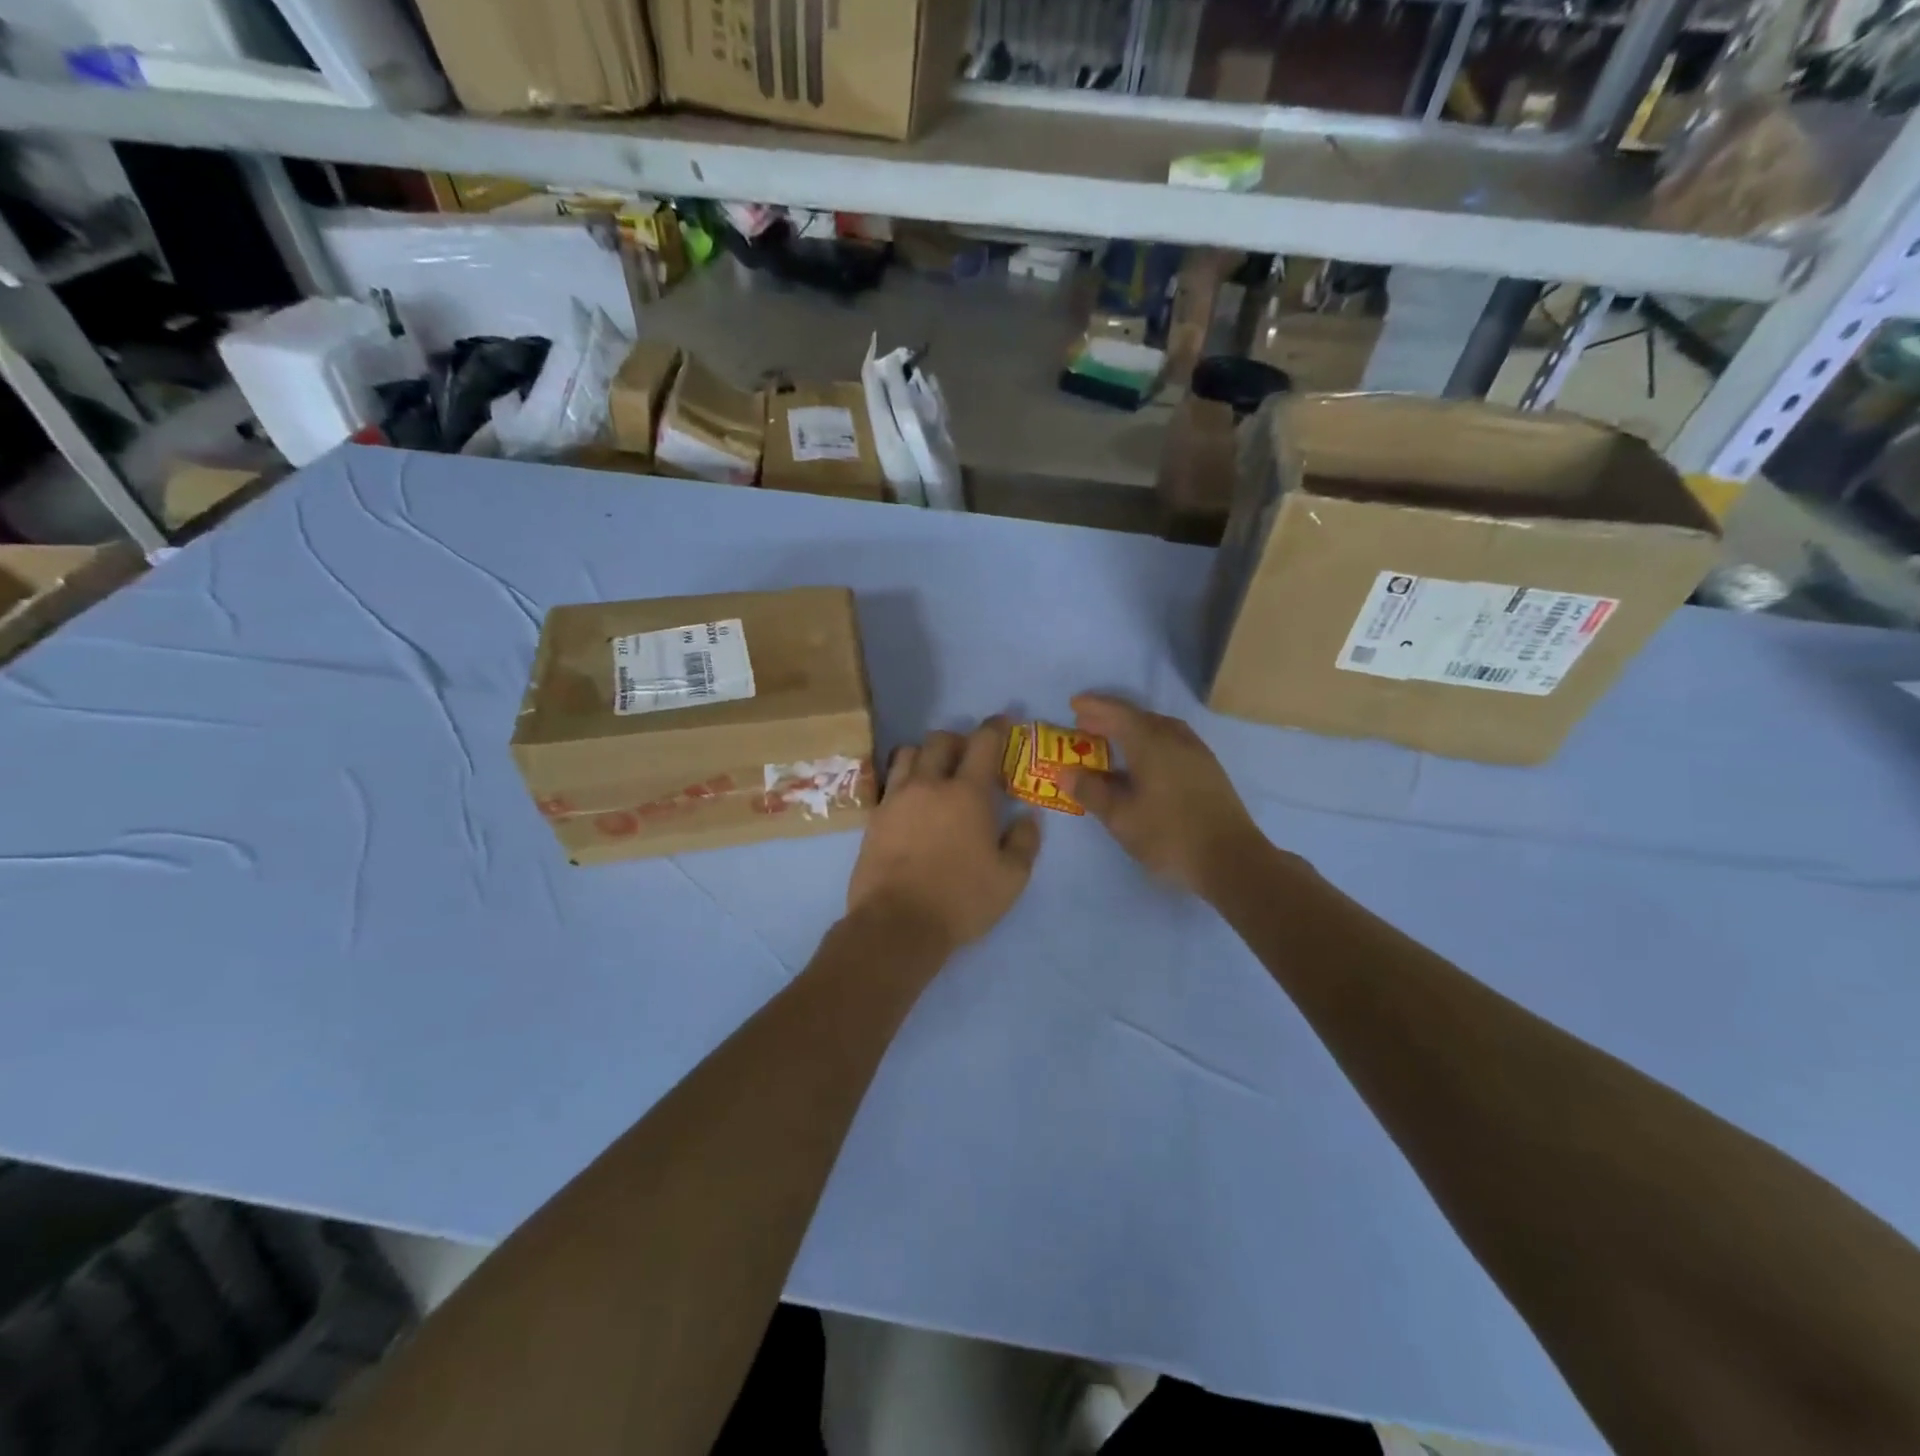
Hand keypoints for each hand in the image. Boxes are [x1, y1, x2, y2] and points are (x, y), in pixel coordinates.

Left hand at [846, 718, 1040, 955]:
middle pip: (941, 740)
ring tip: (935, 773)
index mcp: (967, 793)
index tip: (1003, 722)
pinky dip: (904, 780)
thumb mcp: (1011, 878)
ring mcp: (896, 798)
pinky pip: (890, 782)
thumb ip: (1024, 841)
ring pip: (908, 753)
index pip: (983, 743)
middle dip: (959, 740)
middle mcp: (929, 784)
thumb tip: (1028, 816)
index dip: (996, 726)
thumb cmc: (961, 900)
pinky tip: (912, 801)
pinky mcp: (875, 817)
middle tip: (970, 757)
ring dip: (925, 754)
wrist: (896, 924)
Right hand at [1062, 693, 1269, 897]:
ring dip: (1133, 729)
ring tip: (1113, 742)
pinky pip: (1172, 742)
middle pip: (1139, 718)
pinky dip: (1151, 742)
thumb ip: (1091, 791)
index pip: (1118, 713)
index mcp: (1151, 743)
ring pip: (1159, 729)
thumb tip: (1065, 772)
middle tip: (1086, 725)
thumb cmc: (1169, 836)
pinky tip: (1145, 762)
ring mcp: (1197, 753)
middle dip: (1111, 718)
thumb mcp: (1121, 817)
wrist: (1232, 860)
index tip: (1074, 704)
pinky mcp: (1209, 770)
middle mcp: (1176, 739)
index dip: (1094, 707)